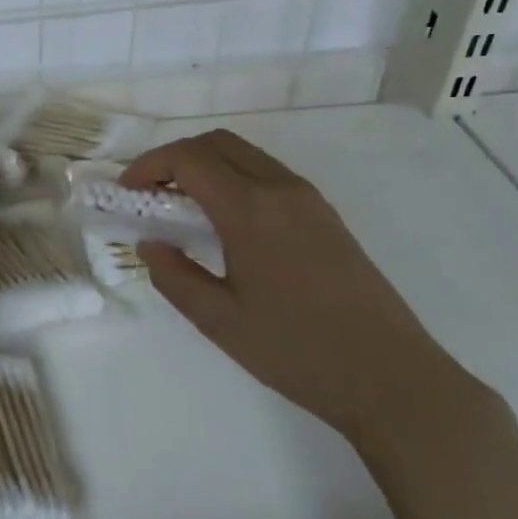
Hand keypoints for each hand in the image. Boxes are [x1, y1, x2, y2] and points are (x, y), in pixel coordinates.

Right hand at [121, 130, 472, 448]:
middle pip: (216, 142)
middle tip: (150, 191)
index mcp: (250, 208)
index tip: (127, 192)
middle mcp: (279, 187)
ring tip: (183, 204)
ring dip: (207, 163)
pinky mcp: (325, 213)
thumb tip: (150, 244)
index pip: (188, 158)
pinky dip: (235, 176)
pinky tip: (226, 219)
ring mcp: (307, 197)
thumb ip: (175, 276)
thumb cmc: (297, 351)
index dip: (149, 165)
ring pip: (244, 153)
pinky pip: (267, 172)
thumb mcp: (221, 322)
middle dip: (174, 156)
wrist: (390, 376)